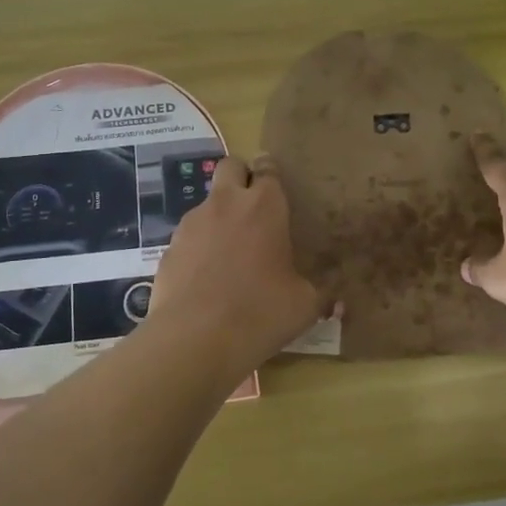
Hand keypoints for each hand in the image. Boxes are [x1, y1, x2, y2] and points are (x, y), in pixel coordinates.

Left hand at [149, 152, 323, 366]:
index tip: (279, 193)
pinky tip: (207, 279)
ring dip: (220, 216)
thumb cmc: (260, 312)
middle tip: (254, 209)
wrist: (194, 339)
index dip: (272, 176)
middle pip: (231, 166)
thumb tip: (337, 303)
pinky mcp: (168, 247)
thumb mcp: (303, 306)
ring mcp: (192, 223)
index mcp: (264, 206)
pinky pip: (189, 236)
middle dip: (242, 177)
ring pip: (207, 202)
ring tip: (231, 254)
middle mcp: (226, 203)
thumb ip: (321, 295)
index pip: (268, 168)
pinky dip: (199, 247)